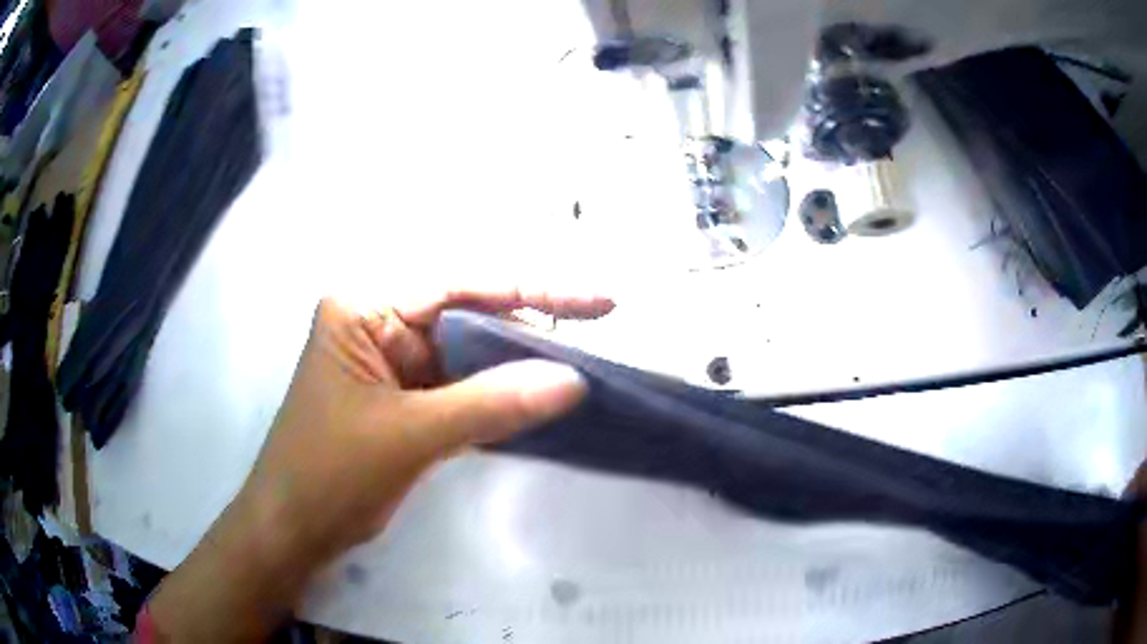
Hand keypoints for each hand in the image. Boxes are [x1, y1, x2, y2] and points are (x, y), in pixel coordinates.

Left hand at [146, 288, 612, 642]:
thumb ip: (492, 404)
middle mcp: (378, 324)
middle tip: (593, 334)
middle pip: (467, 313)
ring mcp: (391, 362)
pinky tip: (536, 395)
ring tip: (576, 363)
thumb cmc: (330, 474)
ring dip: (515, 363)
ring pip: (467, 352)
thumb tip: (574, 380)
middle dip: (527, 325)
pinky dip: (497, 394)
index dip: (532, 289)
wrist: (293, 531)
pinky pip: (460, 386)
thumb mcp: (409, 436)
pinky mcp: (403, 399)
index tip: (597, 301)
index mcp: (364, 307)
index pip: (459, 284)